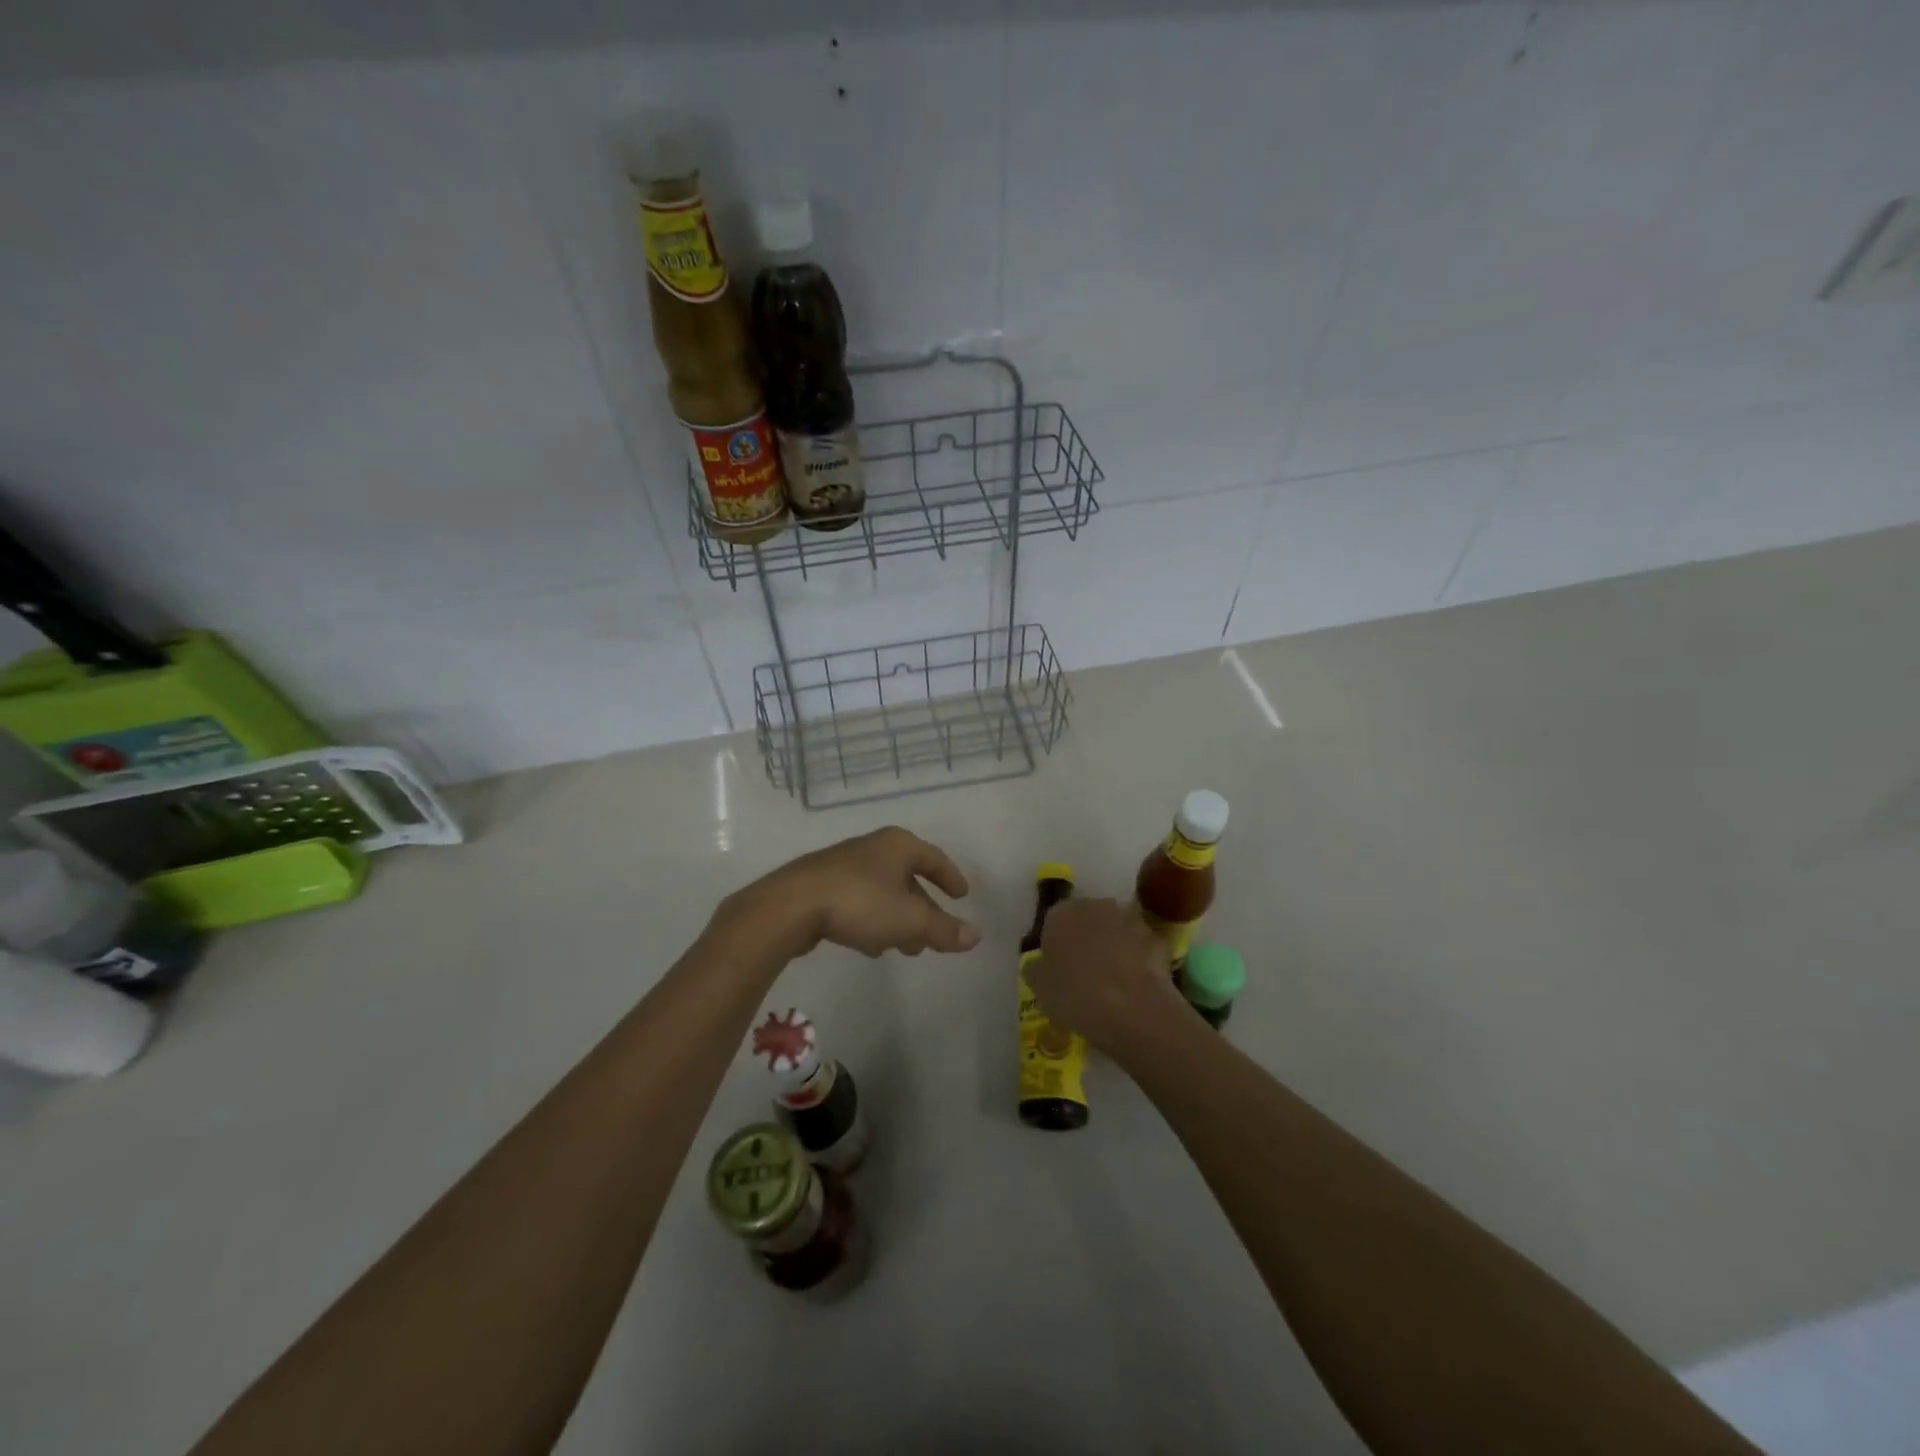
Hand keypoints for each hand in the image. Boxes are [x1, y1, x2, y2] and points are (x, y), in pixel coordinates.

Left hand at [737, 827, 980, 959]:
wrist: (792, 904)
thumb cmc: (861, 903)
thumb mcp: (910, 920)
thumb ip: (943, 930)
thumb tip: (976, 936)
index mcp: (898, 845)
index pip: (934, 858)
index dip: (951, 878)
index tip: (962, 896)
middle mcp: (873, 848)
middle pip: (907, 878)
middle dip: (922, 909)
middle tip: (932, 935)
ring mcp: (844, 865)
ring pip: (882, 892)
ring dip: (897, 919)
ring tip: (904, 948)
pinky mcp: (821, 884)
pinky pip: (859, 901)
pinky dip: (872, 920)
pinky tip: (869, 946)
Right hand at [1031, 898, 1186, 1053]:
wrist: (1132, 1009)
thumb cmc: (1075, 995)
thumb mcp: (1039, 988)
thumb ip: (1036, 968)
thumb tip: (1039, 962)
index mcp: (1061, 913)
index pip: (1054, 921)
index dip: (1056, 944)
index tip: (1059, 968)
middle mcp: (1096, 905)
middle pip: (1087, 919)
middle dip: (1087, 939)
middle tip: (1085, 972)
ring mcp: (1130, 918)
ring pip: (1117, 930)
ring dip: (1115, 946)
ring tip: (1114, 980)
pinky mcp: (1157, 937)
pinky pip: (1141, 947)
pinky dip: (1139, 959)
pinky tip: (1136, 985)